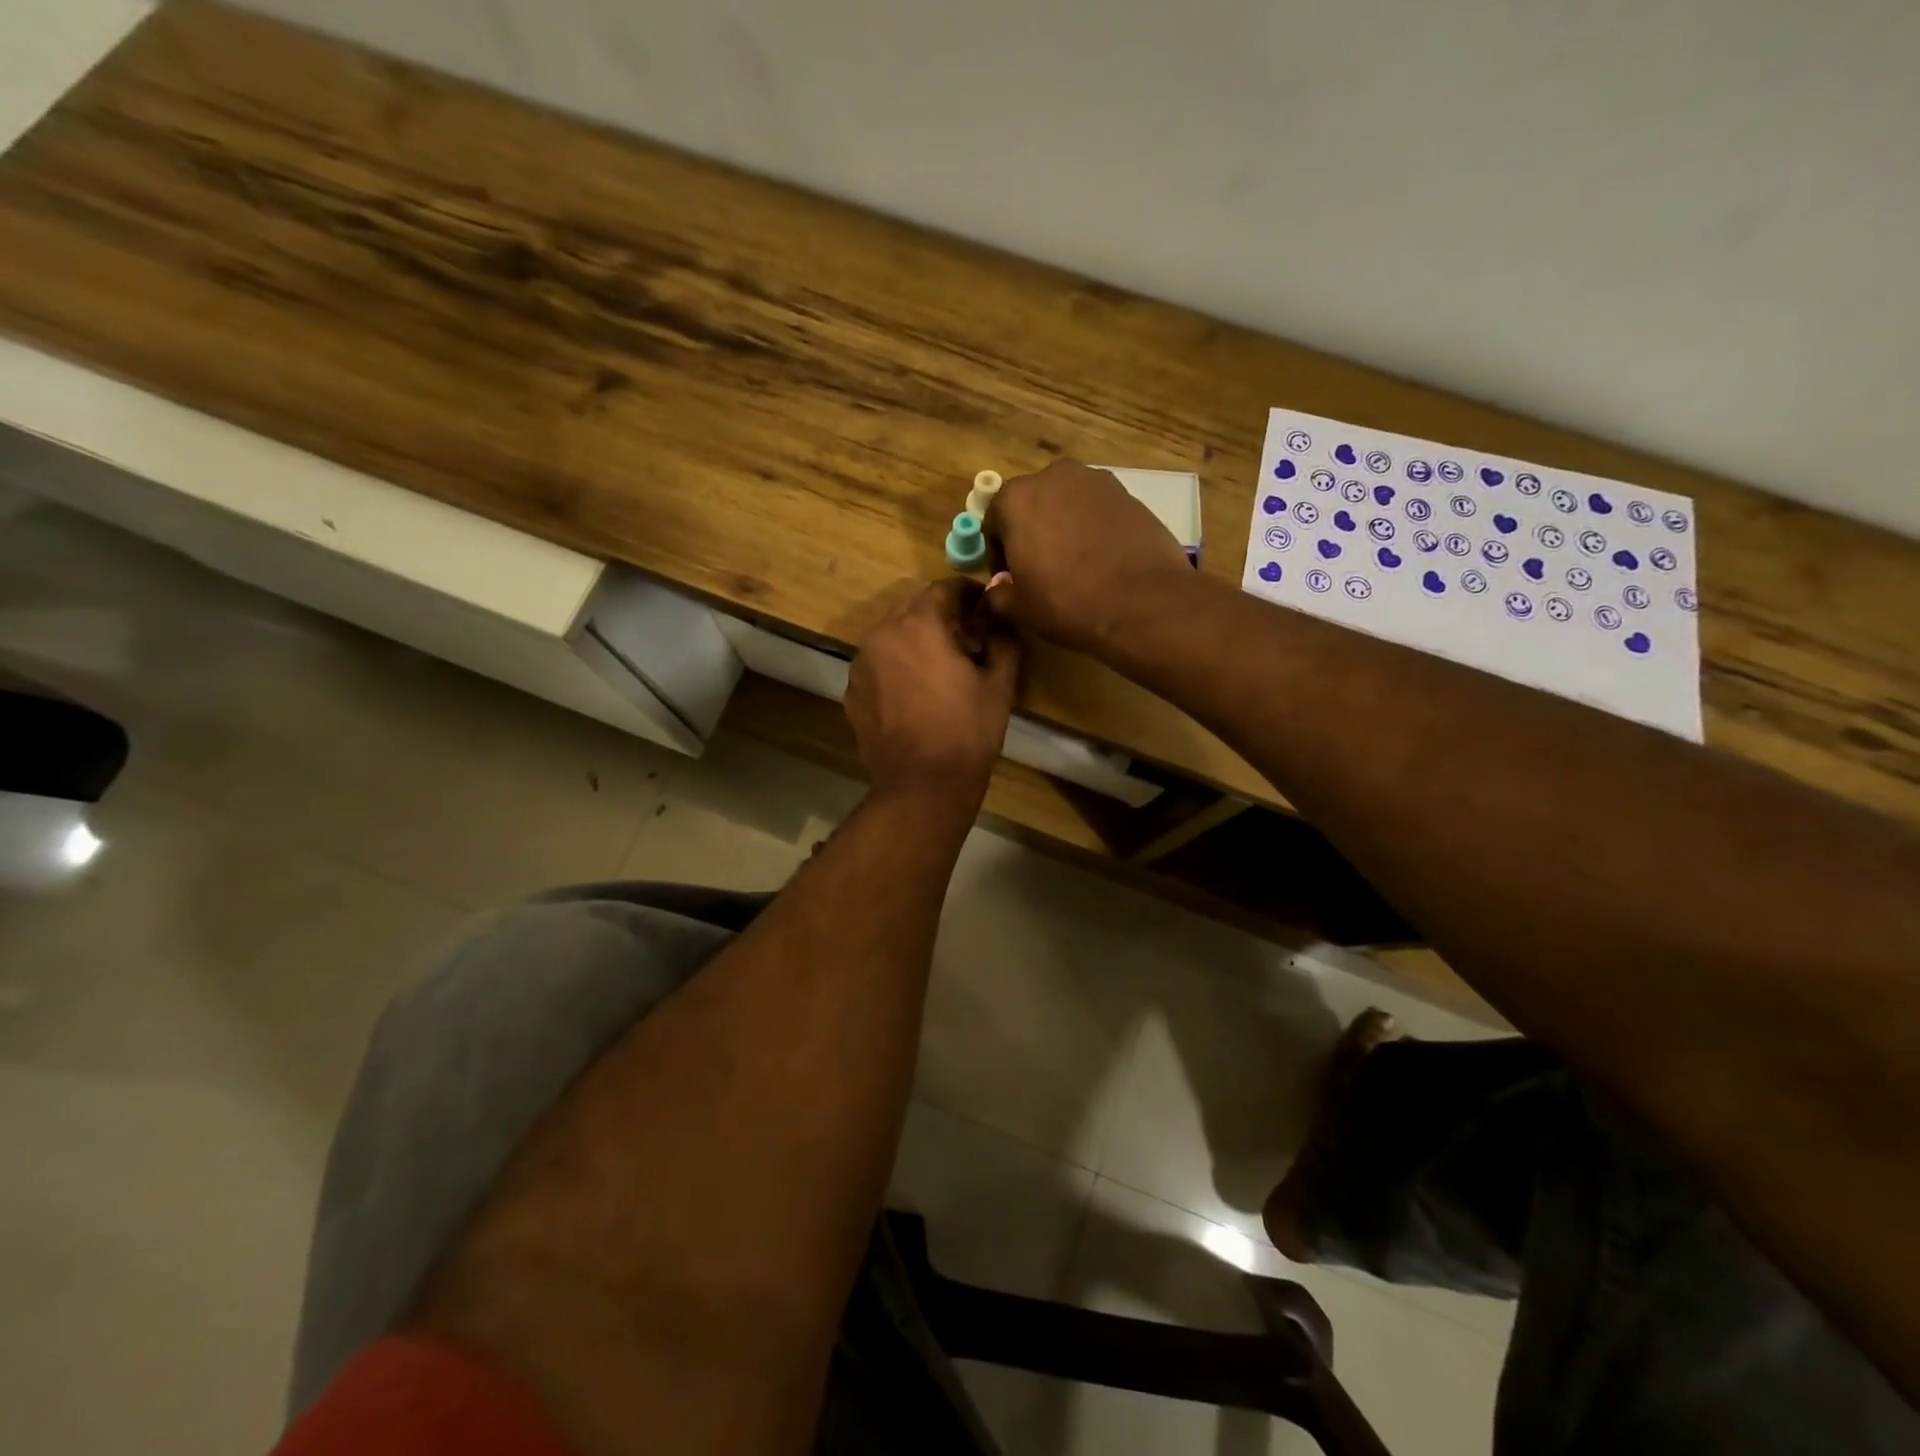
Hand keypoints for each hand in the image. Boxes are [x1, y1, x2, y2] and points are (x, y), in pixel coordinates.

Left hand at [846, 578, 1020, 797]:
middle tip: (968, 643)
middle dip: (942, 619)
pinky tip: (916, 695)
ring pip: (893, 638)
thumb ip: (1003, 639)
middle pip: (915, 610)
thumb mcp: (999, 683)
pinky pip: (879, 666)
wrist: (922, 785)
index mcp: (919, 623)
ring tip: (940, 671)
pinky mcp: (852, 692)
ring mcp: (861, 664)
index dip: (969, 593)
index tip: (985, 607)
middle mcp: (882, 634)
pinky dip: (897, 668)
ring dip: (917, 643)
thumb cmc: (967, 731)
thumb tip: (1001, 617)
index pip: (945, 588)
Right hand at [982, 460, 1192, 653]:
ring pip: (1067, 503)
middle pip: (1032, 504)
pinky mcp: (1128, 493)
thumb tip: (998, 588)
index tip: (1009, 578)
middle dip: (1031, 532)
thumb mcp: (1020, 608)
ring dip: (1063, 525)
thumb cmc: (1067, 603)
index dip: (998, 553)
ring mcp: (1095, 481)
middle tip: (1041, 568)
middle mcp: (1053, 477)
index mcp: (1016, 499)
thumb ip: (998, 594)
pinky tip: (1102, 558)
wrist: (1141, 603)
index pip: (994, 522)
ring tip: (1074, 563)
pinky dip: (1093, 527)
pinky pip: (1098, 509)